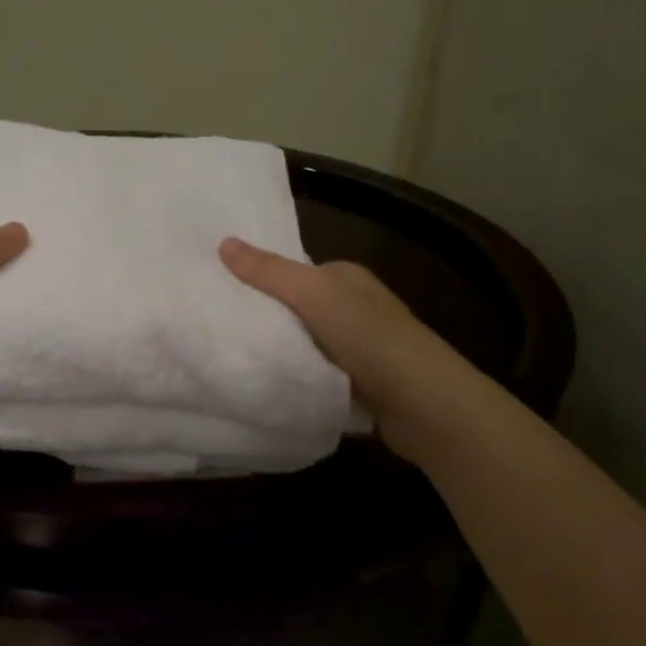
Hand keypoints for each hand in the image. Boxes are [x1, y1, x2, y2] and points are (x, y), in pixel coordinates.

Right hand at [219, 237, 471, 464]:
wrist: (423, 403)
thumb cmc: (368, 337)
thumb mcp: (312, 294)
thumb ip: (269, 271)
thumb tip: (224, 242)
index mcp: (347, 277)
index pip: (294, 272)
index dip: (260, 280)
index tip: (222, 294)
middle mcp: (356, 307)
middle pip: (298, 309)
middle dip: (269, 318)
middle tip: (223, 329)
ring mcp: (362, 347)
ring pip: (307, 343)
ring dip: (284, 352)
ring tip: (239, 358)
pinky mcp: (362, 383)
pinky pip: (318, 373)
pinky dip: (300, 378)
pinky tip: (275, 384)